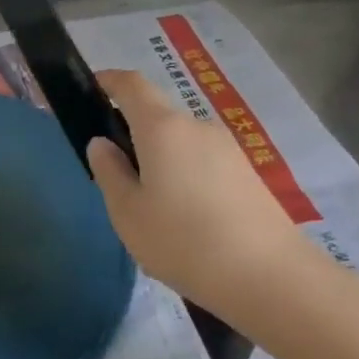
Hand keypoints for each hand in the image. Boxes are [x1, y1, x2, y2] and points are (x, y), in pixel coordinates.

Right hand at [86, 69, 308, 317]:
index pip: (132, 85)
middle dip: (132, 134)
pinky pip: (203, 163)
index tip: (90, 91)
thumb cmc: (182, 241)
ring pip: (181, 143)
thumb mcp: (127, 212)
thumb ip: (109, 171)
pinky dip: (185, 176)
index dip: (108, 81)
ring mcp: (228, 149)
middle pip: (157, 116)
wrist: (269, 277)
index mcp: (162, 128)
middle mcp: (197, 126)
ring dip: (160, 160)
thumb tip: (102, 143)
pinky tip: (184, 219)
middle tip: (115, 176)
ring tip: (151, 208)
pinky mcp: (247, 174)